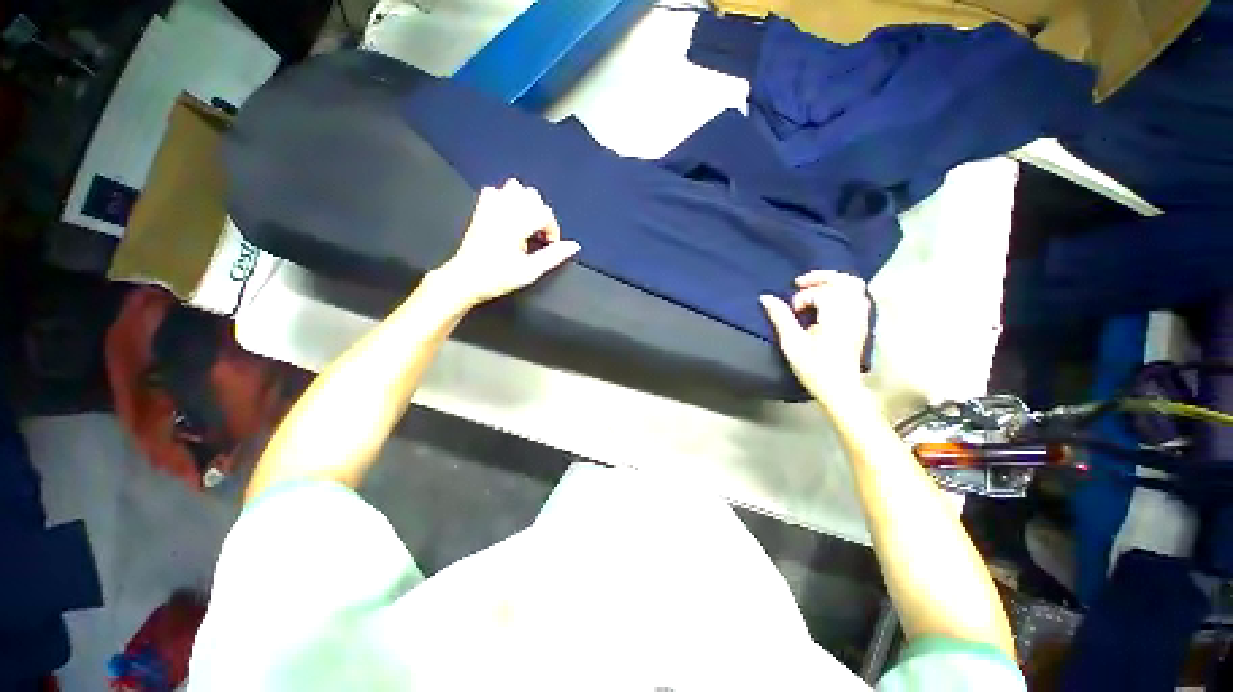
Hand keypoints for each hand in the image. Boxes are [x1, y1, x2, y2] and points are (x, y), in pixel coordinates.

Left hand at [434, 179, 580, 305]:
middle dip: (541, 214)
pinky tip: (508, 216)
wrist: (465, 280)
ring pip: (514, 187)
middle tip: (538, 235)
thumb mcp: (530, 271)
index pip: (544, 213)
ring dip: (525, 203)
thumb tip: (574, 246)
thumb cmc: (498, 278)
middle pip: (532, 195)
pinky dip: (505, 199)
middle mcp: (503, 210)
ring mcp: (489, 208)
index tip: (550, 245)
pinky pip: (493, 191)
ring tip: (525, 223)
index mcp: (515, 224)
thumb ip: (553, 256)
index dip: (552, 229)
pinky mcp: (480, 211)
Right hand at [759, 271, 870, 397]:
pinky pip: (858, 295)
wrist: (839, 389)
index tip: (793, 313)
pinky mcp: (862, 322)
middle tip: (800, 283)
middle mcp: (853, 312)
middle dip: (820, 278)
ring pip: (854, 286)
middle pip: (843, 280)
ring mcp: (861, 317)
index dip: (802, 298)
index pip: (821, 293)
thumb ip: (780, 317)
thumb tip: (765, 297)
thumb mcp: (791, 343)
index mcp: (836, 316)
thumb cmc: (814, 368)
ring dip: (832, 281)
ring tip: (812, 287)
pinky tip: (827, 299)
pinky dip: (842, 290)